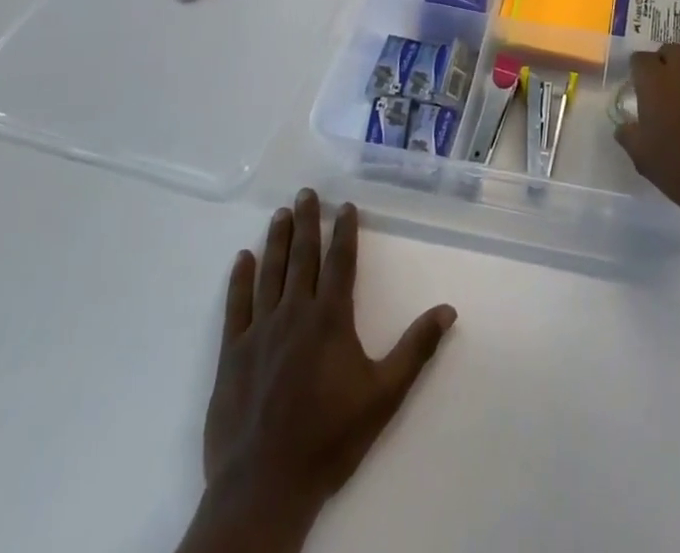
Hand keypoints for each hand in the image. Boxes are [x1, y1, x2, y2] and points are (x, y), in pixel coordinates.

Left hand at [181, 190, 456, 552]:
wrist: (264, 487)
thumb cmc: (329, 439)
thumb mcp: (384, 396)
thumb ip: (415, 349)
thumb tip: (448, 310)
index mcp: (330, 319)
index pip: (340, 261)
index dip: (345, 231)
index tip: (345, 206)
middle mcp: (294, 313)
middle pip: (303, 257)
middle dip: (307, 222)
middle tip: (306, 192)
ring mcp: (259, 331)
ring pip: (270, 272)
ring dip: (277, 240)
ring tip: (281, 213)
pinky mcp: (231, 354)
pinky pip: (235, 306)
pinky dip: (240, 279)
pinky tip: (243, 258)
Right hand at [613, 43, 679, 229]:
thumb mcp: (643, 158)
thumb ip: (628, 135)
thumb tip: (624, 126)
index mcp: (657, 82)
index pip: (641, 58)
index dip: (635, 69)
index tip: (633, 86)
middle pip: (669, 51)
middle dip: (661, 62)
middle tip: (655, 89)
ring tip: (677, 108)